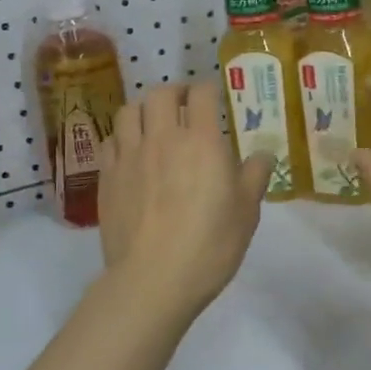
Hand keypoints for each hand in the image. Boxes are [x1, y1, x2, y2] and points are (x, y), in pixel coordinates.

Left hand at [98, 82, 273, 324]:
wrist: (153, 280)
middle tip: (184, 107)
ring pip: (129, 111)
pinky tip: (130, 152)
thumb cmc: (209, 245)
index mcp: (201, 141)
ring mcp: (130, 155)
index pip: (202, 94)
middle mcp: (163, 138)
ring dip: (144, 110)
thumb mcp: (246, 213)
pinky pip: (110, 140)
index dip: (209, 90)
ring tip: (153, 124)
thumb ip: (254, 176)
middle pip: (160, 93)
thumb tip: (263, 154)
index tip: (214, 99)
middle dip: (175, 93)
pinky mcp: (107, 176)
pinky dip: (122, 137)